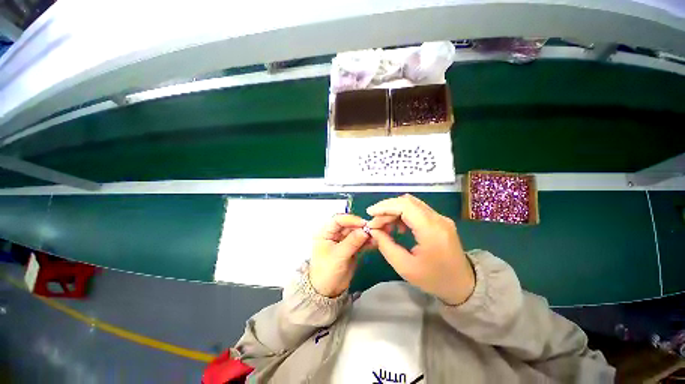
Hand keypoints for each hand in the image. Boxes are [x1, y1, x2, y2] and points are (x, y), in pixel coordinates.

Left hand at [310, 214, 368, 297]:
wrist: (328, 291)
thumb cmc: (326, 272)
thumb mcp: (338, 256)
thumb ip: (352, 242)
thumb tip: (365, 231)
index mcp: (325, 232)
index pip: (337, 220)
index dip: (350, 219)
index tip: (363, 223)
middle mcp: (334, 233)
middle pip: (349, 225)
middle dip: (361, 226)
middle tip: (374, 228)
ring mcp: (344, 240)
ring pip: (356, 232)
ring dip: (366, 233)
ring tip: (378, 235)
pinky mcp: (351, 247)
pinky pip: (360, 241)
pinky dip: (368, 241)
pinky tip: (375, 242)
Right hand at [367, 194, 474, 305]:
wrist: (463, 285)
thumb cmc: (434, 279)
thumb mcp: (405, 267)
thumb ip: (386, 246)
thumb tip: (374, 230)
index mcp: (431, 230)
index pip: (405, 206)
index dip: (384, 206)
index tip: (370, 213)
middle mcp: (438, 219)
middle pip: (407, 202)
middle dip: (387, 209)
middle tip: (375, 223)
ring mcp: (440, 218)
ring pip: (411, 204)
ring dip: (394, 211)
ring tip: (384, 226)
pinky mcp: (440, 220)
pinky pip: (417, 210)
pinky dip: (403, 214)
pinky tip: (398, 227)